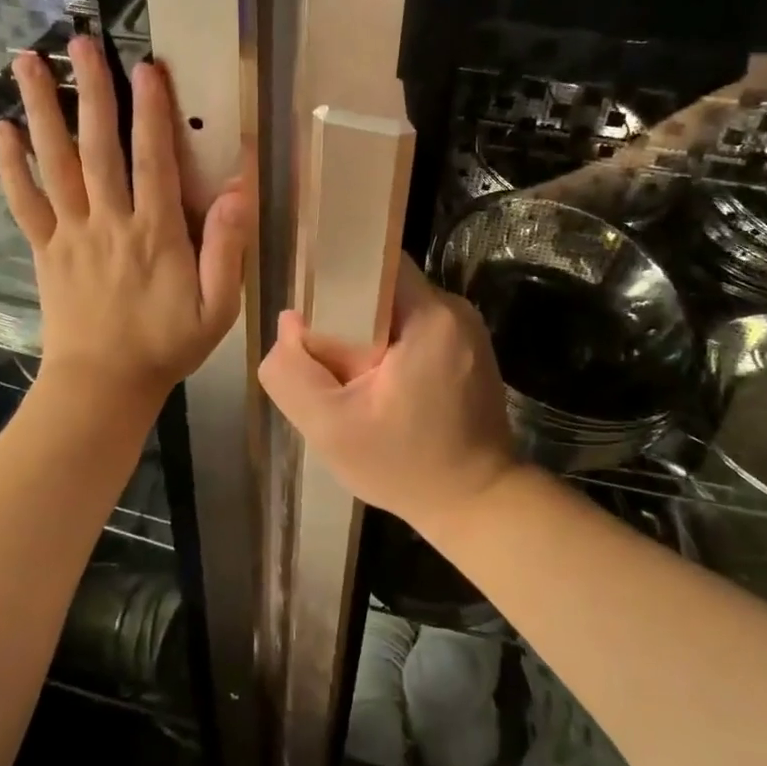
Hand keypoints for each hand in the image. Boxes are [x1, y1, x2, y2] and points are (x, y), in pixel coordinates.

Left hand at [0, 36, 245, 404]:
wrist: (102, 386)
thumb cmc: (166, 344)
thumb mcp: (218, 306)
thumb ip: (228, 248)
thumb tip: (240, 190)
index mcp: (155, 233)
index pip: (154, 160)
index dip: (151, 111)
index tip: (147, 67)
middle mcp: (110, 222)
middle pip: (98, 147)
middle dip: (92, 90)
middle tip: (81, 41)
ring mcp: (72, 233)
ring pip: (55, 163)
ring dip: (42, 110)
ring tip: (28, 63)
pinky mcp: (46, 249)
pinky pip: (26, 202)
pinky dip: (12, 166)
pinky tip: (3, 130)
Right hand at [259, 256, 516, 536]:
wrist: (477, 504)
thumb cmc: (405, 466)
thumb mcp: (331, 428)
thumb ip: (293, 372)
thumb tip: (289, 322)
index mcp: (431, 316)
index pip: (375, 261)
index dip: (336, 275)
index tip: (309, 305)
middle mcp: (454, 310)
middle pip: (383, 286)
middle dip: (347, 312)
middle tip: (322, 353)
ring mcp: (465, 330)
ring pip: (396, 309)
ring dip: (367, 333)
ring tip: (347, 373)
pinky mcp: (467, 350)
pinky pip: (414, 329)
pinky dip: (389, 347)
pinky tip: (376, 383)